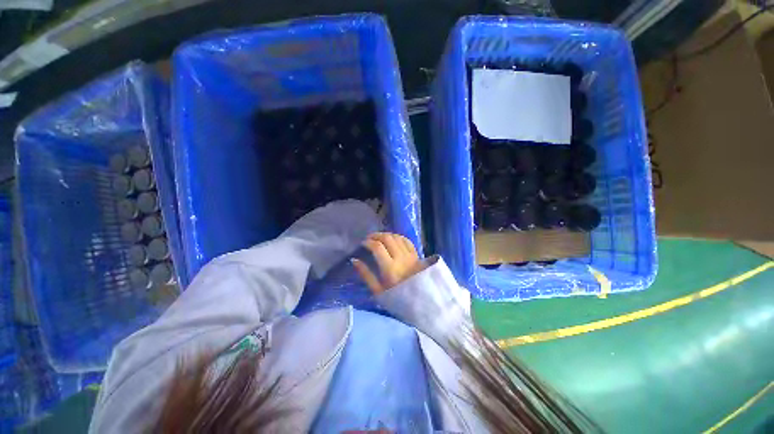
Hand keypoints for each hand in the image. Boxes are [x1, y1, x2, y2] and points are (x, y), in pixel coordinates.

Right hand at [352, 232, 425, 293]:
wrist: (419, 301)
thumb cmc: (396, 298)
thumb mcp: (378, 291)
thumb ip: (365, 274)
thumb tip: (354, 260)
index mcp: (390, 268)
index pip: (377, 247)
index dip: (368, 242)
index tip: (363, 243)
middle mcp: (400, 258)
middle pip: (387, 238)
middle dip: (376, 235)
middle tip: (369, 238)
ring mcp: (410, 255)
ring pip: (397, 237)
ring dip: (386, 235)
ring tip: (379, 238)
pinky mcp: (416, 255)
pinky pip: (406, 240)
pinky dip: (398, 237)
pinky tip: (393, 240)